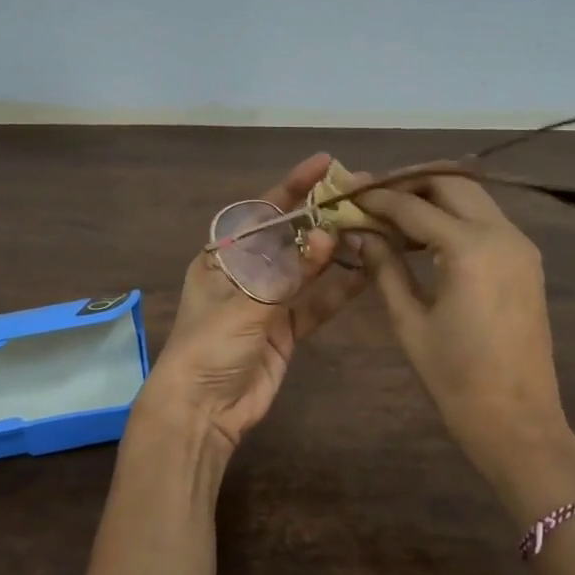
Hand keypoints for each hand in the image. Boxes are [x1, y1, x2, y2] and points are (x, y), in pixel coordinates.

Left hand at [143, 155, 369, 451]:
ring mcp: (268, 302)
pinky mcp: (286, 329)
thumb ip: (288, 272)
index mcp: (222, 257)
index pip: (261, 211)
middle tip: (360, 194)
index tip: (325, 164)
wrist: (202, 410)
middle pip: (289, 237)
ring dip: (336, 251)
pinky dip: (339, 289)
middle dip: (321, 217)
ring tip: (373, 226)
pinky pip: (316, 303)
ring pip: (307, 268)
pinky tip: (367, 271)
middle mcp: (246, 272)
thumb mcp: (246, 303)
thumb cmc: (209, 346)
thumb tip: (325, 236)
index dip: (293, 186)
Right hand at [355, 175, 574, 491]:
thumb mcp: (410, 321)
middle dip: (408, 183)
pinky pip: (486, 220)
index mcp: (470, 249)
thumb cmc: (455, 378)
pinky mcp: (526, 260)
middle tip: (370, 196)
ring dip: (432, 196)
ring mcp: (520, 245)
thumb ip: (385, 268)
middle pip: (450, 184)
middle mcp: (502, 234)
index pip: (413, 206)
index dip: (376, 197)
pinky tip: (424, 236)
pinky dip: (453, 216)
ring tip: (392, 213)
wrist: (518, 420)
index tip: (346, 192)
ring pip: (472, 197)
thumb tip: (359, 233)